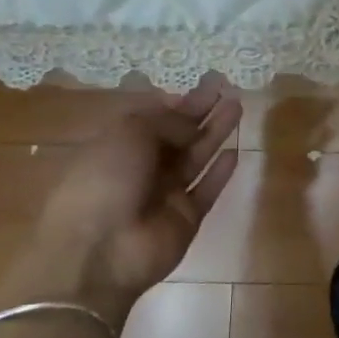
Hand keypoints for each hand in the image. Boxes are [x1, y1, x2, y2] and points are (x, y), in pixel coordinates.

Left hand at [0, 78, 241, 327]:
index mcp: (117, 146)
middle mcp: (141, 168)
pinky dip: (220, 173)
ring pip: (195, 158)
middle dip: (202, 112)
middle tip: (228, 89)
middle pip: (178, 135)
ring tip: (238, 108)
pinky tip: (235, 152)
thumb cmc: (104, 181)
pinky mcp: (185, 218)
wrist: (100, 253)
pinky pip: (206, 190)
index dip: (179, 101)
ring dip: (215, 133)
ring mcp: (164, 195)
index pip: (153, 119)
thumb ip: (166, 122)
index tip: (205, 84)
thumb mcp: (129, 135)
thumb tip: (192, 123)